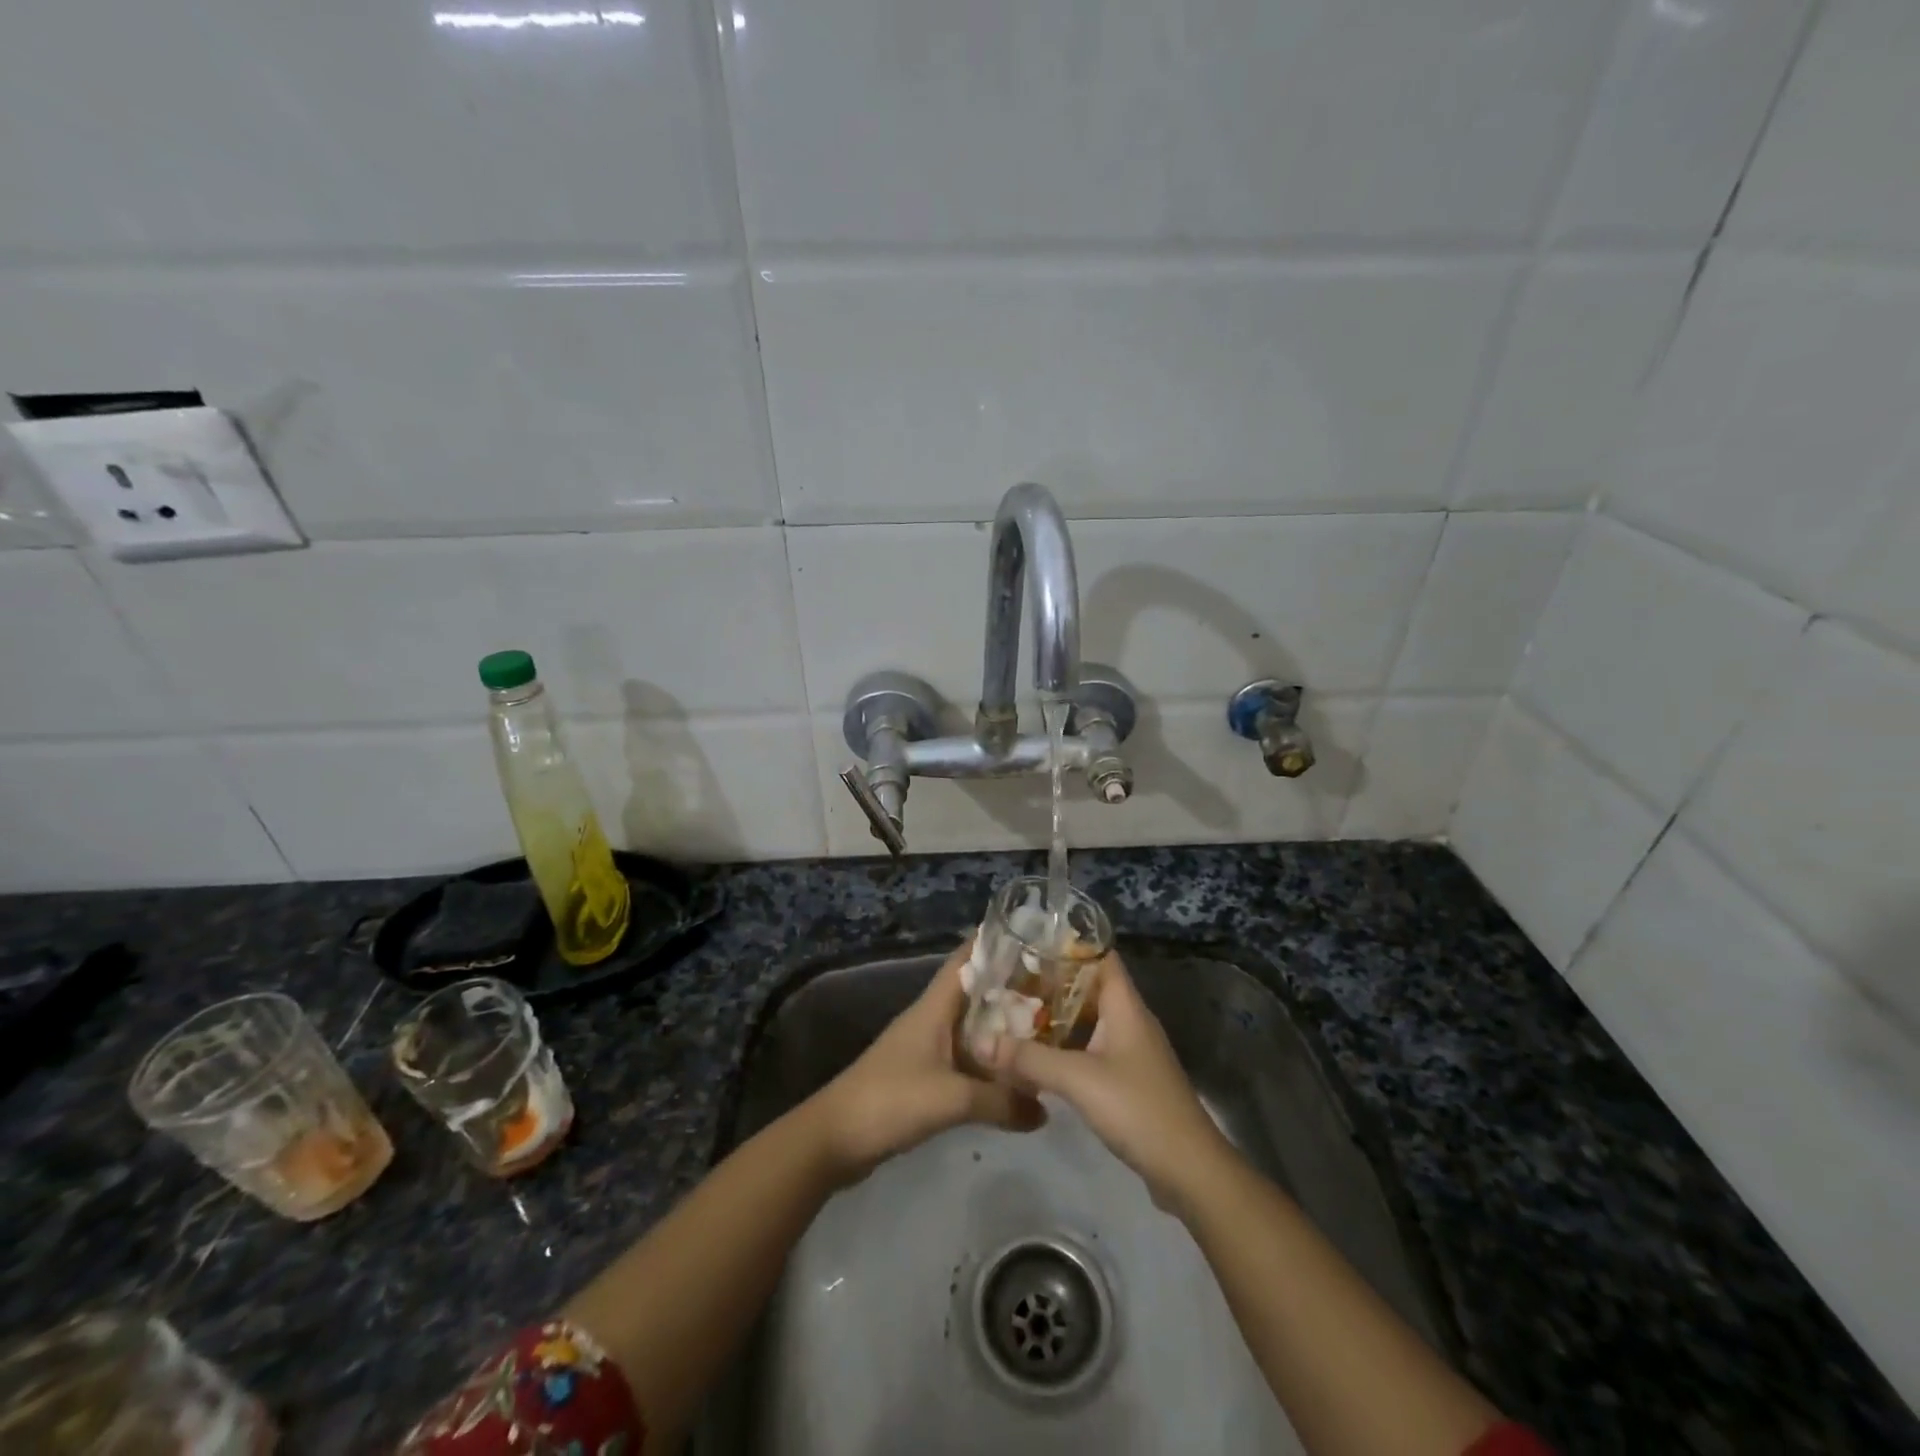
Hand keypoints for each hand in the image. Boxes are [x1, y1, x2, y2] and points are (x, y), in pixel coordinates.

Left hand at [809, 938, 1043, 1184]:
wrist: (836, 1138)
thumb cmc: (891, 1100)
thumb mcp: (952, 1099)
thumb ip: (1001, 1100)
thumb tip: (1045, 1108)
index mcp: (933, 1008)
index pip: (965, 961)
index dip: (992, 943)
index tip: (1029, 934)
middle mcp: (931, 1020)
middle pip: (974, 993)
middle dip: (1009, 987)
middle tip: (1053, 986)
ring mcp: (926, 1049)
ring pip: (971, 1027)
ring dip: (1001, 1026)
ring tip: (1044, 1026)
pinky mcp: (924, 1078)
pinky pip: (965, 1059)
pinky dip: (988, 1060)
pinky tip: (1013, 1073)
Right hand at [985, 952, 1233, 1213]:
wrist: (1188, 1169)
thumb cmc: (1137, 1108)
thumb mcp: (1078, 1079)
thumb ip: (1029, 1058)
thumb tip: (980, 1042)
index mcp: (1125, 1005)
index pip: (1100, 956)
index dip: (1067, 944)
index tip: (1028, 942)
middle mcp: (1129, 1020)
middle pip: (1088, 987)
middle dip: (1050, 983)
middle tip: (1008, 980)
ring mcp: (1129, 1051)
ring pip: (1087, 1020)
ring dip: (1054, 1017)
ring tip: (1013, 1012)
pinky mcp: (1126, 1079)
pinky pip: (1090, 1048)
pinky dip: (1064, 1046)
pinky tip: (1036, 1055)